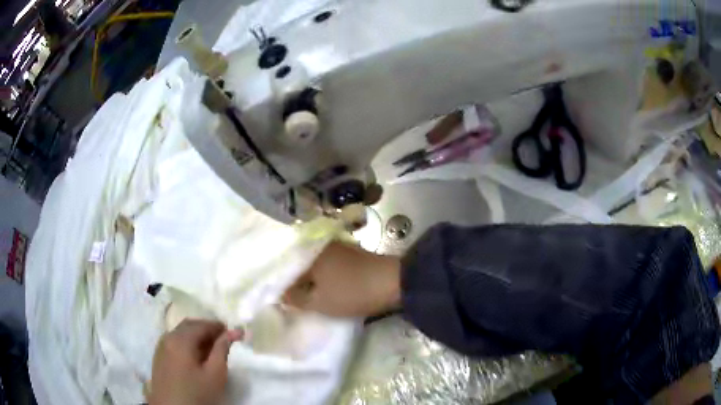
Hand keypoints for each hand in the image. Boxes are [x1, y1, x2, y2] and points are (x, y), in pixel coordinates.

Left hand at [149, 319, 242, 404]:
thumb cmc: (197, 393)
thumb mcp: (215, 374)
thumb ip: (223, 350)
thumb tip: (233, 331)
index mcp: (181, 339)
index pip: (202, 325)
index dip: (219, 327)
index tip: (234, 333)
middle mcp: (168, 338)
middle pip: (189, 325)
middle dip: (207, 329)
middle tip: (224, 340)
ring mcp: (161, 347)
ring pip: (180, 333)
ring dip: (197, 336)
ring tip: (212, 349)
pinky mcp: (159, 357)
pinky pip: (174, 342)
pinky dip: (187, 343)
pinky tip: (196, 357)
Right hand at [283, 241, 401, 317]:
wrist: (393, 283)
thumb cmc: (352, 292)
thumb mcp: (320, 302)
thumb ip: (296, 299)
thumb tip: (282, 295)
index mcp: (310, 253)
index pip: (286, 268)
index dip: (282, 284)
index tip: (279, 298)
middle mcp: (321, 245)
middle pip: (301, 264)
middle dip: (296, 281)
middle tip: (291, 298)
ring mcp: (338, 247)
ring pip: (315, 264)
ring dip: (311, 279)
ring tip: (305, 295)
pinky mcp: (351, 253)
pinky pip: (329, 264)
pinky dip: (324, 276)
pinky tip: (323, 287)